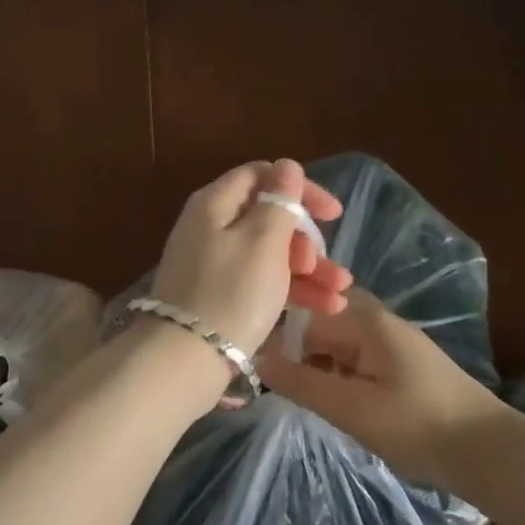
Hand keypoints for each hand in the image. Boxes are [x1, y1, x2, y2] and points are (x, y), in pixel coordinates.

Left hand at [149, 159, 351, 359]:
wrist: (184, 359)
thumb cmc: (231, 293)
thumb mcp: (263, 242)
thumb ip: (278, 202)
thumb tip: (286, 166)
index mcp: (215, 203)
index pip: (261, 176)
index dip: (299, 189)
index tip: (333, 214)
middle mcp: (208, 226)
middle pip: (265, 218)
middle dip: (305, 240)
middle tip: (325, 266)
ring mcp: (210, 262)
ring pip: (267, 253)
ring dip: (306, 269)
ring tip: (340, 294)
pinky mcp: (215, 294)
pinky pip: (257, 280)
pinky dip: (288, 288)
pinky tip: (324, 308)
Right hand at [261, 288, 512, 485]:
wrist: (493, 454)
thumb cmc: (418, 427)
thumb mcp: (351, 408)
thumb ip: (301, 382)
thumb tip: (256, 357)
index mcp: (363, 320)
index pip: (301, 314)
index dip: (273, 336)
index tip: (251, 362)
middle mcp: (376, 319)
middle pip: (318, 322)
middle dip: (292, 348)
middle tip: (270, 380)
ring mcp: (391, 339)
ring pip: (335, 340)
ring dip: (314, 362)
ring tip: (295, 392)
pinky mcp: (401, 362)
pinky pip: (354, 355)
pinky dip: (336, 372)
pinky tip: (331, 398)